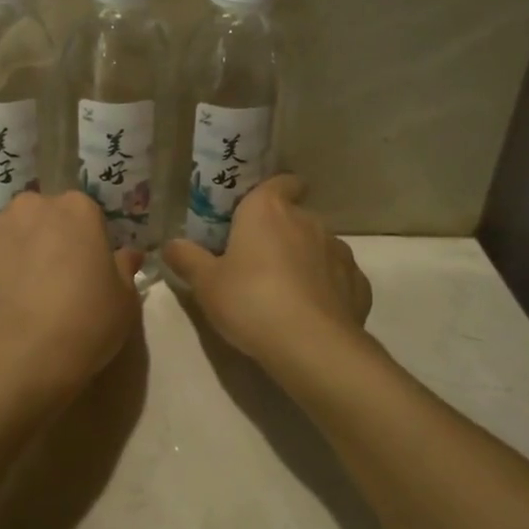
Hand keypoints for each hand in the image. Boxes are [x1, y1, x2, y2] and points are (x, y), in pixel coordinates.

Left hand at [0, 190, 143, 404]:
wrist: (19, 357)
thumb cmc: (85, 321)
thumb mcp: (124, 300)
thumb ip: (124, 269)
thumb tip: (127, 255)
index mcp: (76, 209)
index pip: (85, 213)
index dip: (87, 240)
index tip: (89, 267)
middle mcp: (30, 207)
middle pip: (42, 217)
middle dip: (48, 238)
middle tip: (56, 278)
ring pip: (9, 235)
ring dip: (16, 252)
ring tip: (22, 293)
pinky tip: (0, 306)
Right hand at [163, 175, 371, 368]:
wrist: (311, 345)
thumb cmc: (250, 301)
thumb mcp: (206, 284)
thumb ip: (187, 259)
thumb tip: (169, 244)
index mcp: (268, 210)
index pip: (281, 182)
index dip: (274, 191)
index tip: (260, 210)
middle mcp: (307, 221)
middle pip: (295, 217)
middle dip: (281, 234)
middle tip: (257, 264)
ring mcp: (338, 251)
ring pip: (319, 247)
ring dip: (305, 261)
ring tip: (286, 294)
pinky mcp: (358, 284)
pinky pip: (338, 278)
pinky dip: (327, 289)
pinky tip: (312, 314)